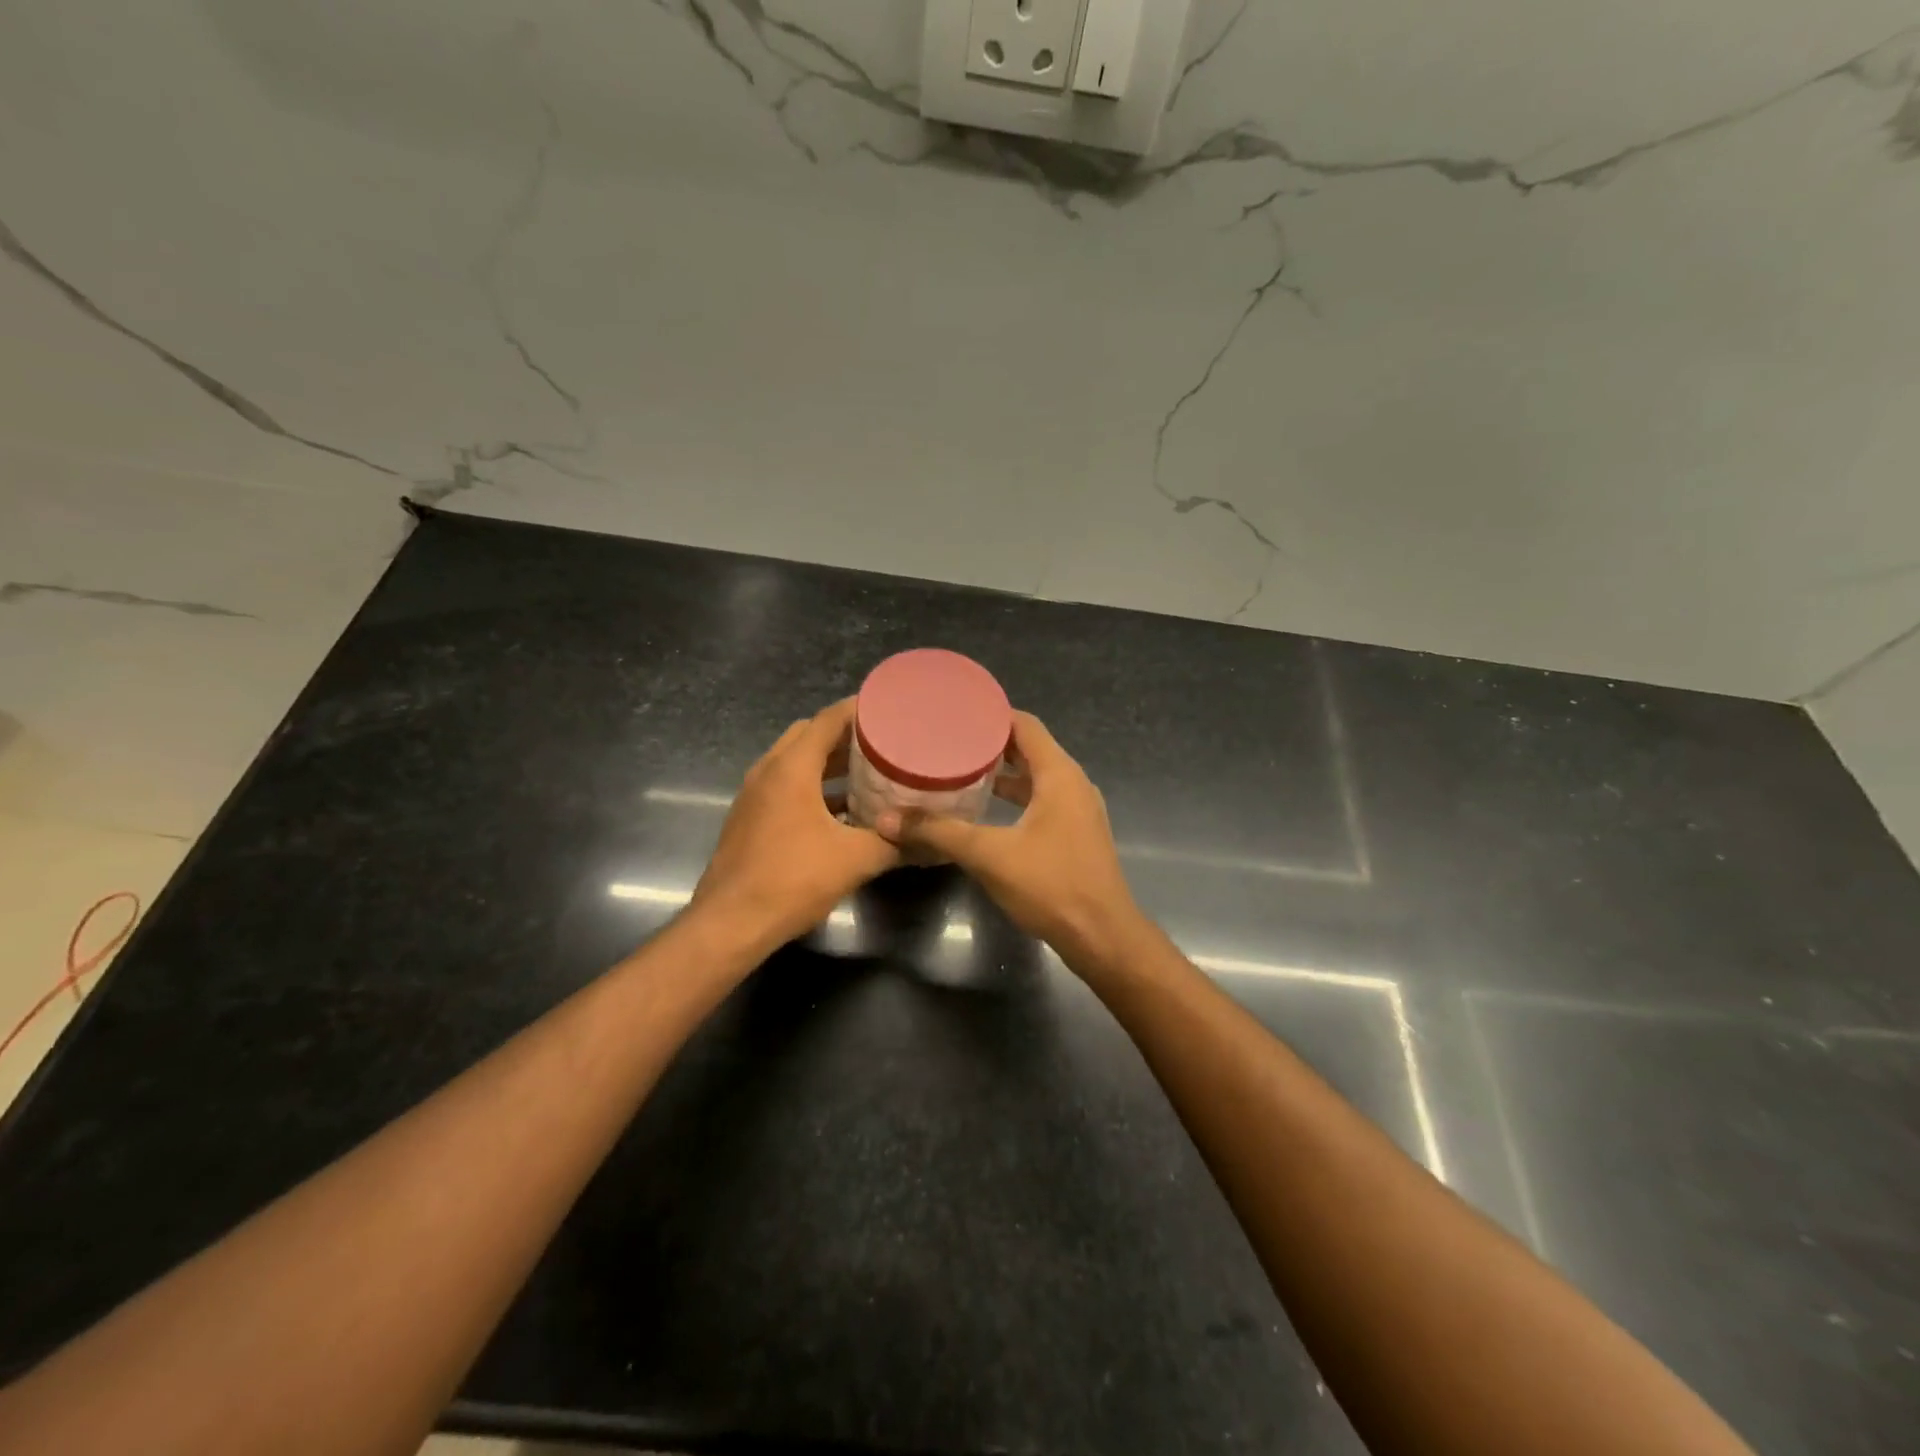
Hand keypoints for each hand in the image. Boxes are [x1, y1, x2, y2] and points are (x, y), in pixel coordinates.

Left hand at [691, 699, 899, 949]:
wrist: (730, 924)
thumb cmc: (792, 880)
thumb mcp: (854, 860)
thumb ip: (894, 844)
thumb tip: (930, 840)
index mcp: (791, 768)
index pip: (828, 719)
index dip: (859, 710)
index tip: (890, 709)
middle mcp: (768, 771)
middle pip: (809, 735)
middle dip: (845, 735)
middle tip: (882, 742)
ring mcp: (754, 794)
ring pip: (794, 761)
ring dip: (827, 762)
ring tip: (868, 772)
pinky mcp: (749, 817)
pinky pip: (785, 786)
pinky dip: (812, 786)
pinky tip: (841, 810)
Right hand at [874, 712, 1141, 963]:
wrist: (1102, 937)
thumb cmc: (1051, 886)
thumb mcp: (989, 855)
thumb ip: (939, 832)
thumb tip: (887, 820)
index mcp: (1059, 775)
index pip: (1025, 725)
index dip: (991, 716)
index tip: (955, 714)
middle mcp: (1073, 784)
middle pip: (1030, 748)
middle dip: (991, 744)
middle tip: (949, 742)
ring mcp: (1078, 810)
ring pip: (1037, 778)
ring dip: (1003, 773)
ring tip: (960, 770)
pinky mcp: (1075, 834)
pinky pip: (1042, 800)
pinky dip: (1015, 797)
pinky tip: (986, 810)